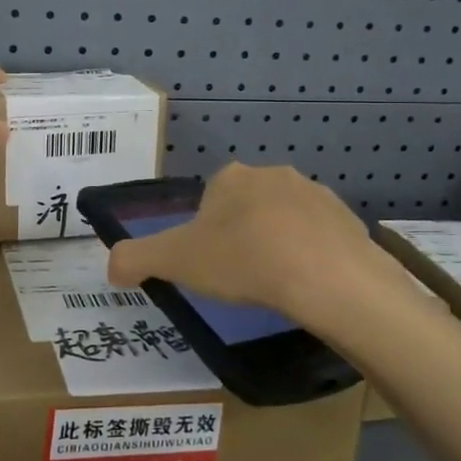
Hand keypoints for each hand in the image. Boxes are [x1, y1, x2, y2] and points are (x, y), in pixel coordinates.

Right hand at [106, 164, 394, 335]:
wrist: (328, 278)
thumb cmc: (244, 261)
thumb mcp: (175, 261)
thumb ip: (136, 258)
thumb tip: (112, 265)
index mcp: (230, 177)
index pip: (210, 199)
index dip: (206, 233)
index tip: (210, 265)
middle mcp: (274, 174)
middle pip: (249, 206)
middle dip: (243, 235)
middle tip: (242, 277)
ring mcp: (316, 194)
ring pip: (286, 220)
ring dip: (280, 244)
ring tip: (278, 285)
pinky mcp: (348, 220)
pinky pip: (321, 238)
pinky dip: (313, 257)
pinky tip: (310, 286)